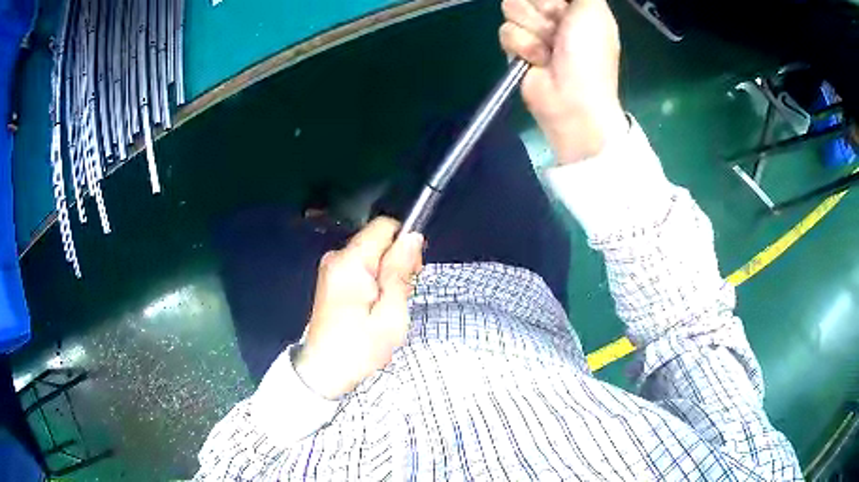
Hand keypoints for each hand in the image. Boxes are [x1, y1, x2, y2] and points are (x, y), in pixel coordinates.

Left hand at [294, 217, 423, 399]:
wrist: (324, 372)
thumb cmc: (359, 348)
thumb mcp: (391, 315)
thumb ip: (400, 272)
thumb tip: (412, 237)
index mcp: (350, 263)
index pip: (384, 227)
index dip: (404, 244)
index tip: (412, 274)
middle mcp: (336, 258)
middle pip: (378, 241)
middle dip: (396, 263)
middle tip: (398, 299)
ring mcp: (331, 268)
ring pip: (372, 255)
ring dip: (386, 276)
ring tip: (385, 308)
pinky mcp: (331, 279)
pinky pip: (362, 268)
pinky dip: (374, 282)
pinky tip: (373, 308)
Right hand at [499, 0, 627, 162]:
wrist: (571, 99)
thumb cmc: (589, 55)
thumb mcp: (594, 11)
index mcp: (576, 5)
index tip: (561, 7)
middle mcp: (554, 14)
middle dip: (543, 10)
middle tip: (560, 29)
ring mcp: (534, 29)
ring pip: (512, 8)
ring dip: (533, 30)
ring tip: (550, 49)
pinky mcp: (517, 46)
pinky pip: (506, 31)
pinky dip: (523, 46)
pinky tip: (538, 60)